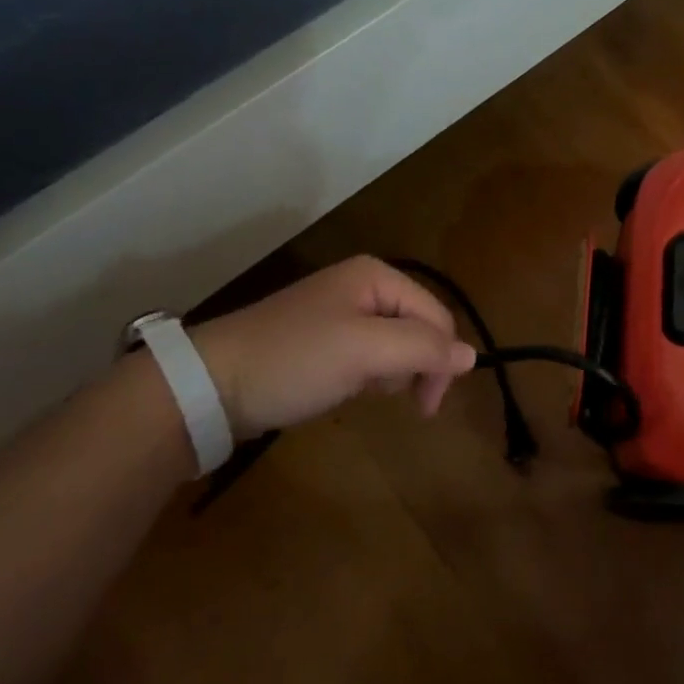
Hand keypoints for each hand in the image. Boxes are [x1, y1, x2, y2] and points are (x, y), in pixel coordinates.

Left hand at [190, 257, 476, 438]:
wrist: (210, 384)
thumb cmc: (295, 360)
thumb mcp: (366, 352)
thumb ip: (424, 349)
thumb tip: (473, 357)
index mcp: (377, 276)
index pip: (436, 316)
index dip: (442, 360)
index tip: (428, 407)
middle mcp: (363, 285)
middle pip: (419, 327)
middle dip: (415, 366)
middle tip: (400, 402)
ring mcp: (340, 311)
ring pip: (396, 343)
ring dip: (392, 373)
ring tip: (363, 390)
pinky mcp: (322, 339)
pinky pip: (368, 354)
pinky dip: (369, 375)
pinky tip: (349, 388)